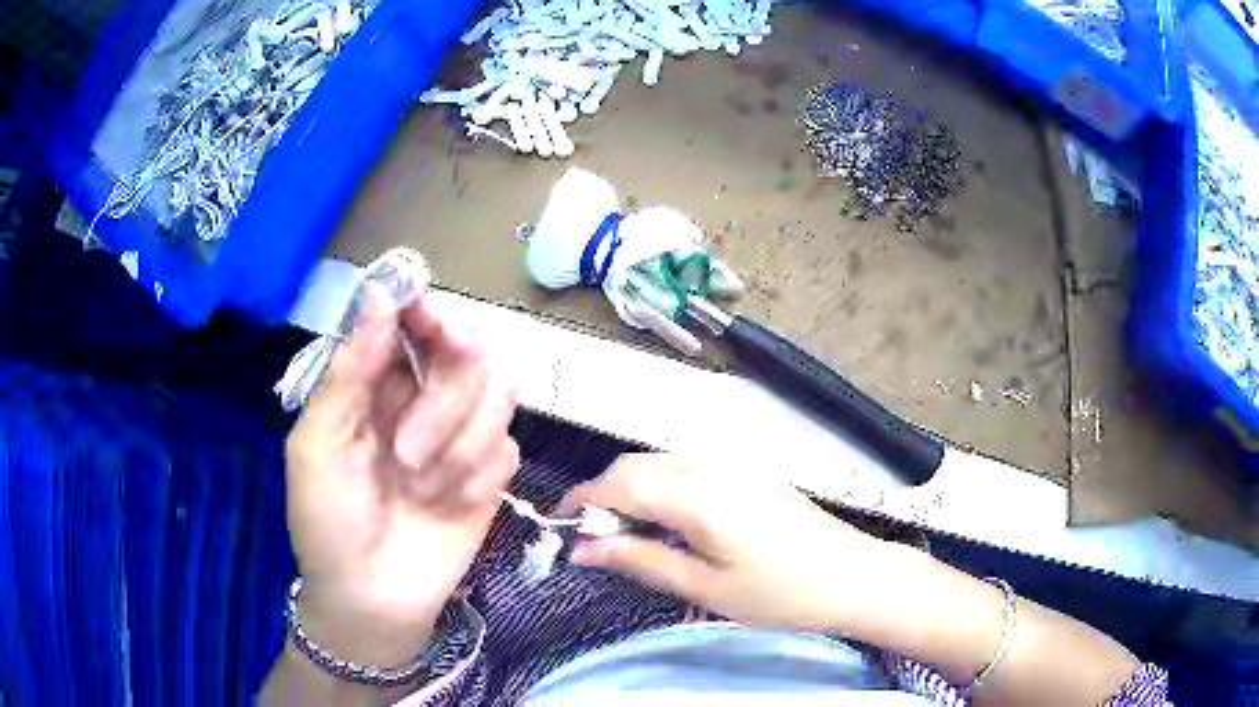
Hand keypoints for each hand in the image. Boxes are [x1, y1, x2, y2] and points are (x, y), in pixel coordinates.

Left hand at [283, 293, 517, 665]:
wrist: (372, 597)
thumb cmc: (328, 520)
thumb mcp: (317, 445)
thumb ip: (349, 372)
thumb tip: (380, 295)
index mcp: (377, 381)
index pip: (418, 319)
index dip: (432, 315)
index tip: (435, 330)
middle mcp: (424, 396)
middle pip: (471, 352)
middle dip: (443, 402)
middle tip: (406, 451)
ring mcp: (462, 434)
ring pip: (498, 395)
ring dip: (457, 446)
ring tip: (418, 487)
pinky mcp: (491, 474)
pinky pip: (506, 449)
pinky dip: (475, 479)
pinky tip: (447, 507)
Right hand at [557, 454, 897, 633]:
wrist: (853, 576)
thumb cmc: (779, 593)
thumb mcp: (704, 587)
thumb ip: (640, 559)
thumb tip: (583, 548)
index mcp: (697, 494)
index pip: (619, 482)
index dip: (581, 500)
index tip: (559, 526)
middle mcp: (711, 465)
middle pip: (636, 464)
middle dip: (604, 494)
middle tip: (595, 538)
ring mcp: (734, 464)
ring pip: (661, 461)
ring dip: (632, 488)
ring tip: (629, 534)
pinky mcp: (750, 471)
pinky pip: (688, 466)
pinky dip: (662, 486)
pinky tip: (671, 521)